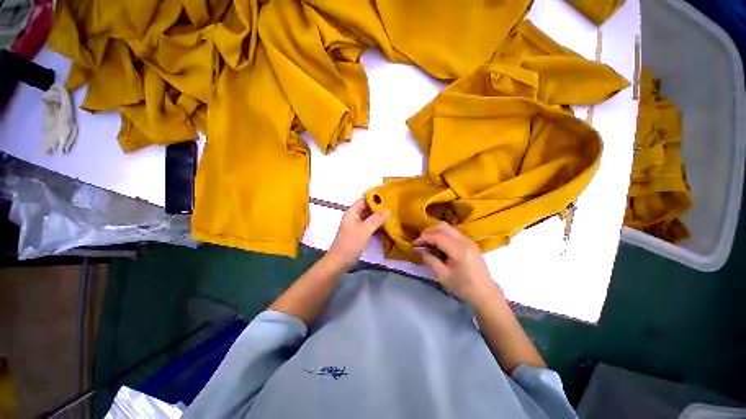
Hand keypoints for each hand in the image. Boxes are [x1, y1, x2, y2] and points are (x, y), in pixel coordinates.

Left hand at [326, 198, 389, 269]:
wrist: (340, 262)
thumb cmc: (350, 244)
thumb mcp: (364, 230)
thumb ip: (376, 219)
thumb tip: (388, 211)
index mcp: (352, 212)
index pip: (364, 200)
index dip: (374, 198)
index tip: (388, 198)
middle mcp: (354, 217)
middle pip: (367, 209)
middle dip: (379, 208)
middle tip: (393, 208)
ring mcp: (357, 226)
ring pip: (369, 218)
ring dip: (379, 217)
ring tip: (392, 216)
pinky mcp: (360, 234)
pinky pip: (370, 226)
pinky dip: (377, 226)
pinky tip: (386, 227)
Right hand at [414, 222, 499, 304]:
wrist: (485, 293)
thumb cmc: (463, 287)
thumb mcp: (443, 276)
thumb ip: (429, 259)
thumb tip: (418, 249)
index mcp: (459, 249)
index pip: (437, 236)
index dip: (424, 238)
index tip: (414, 244)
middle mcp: (465, 240)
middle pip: (443, 226)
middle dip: (429, 231)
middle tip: (420, 241)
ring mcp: (468, 240)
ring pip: (448, 228)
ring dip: (435, 232)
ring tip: (427, 243)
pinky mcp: (469, 242)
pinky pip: (452, 233)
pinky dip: (442, 235)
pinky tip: (438, 245)